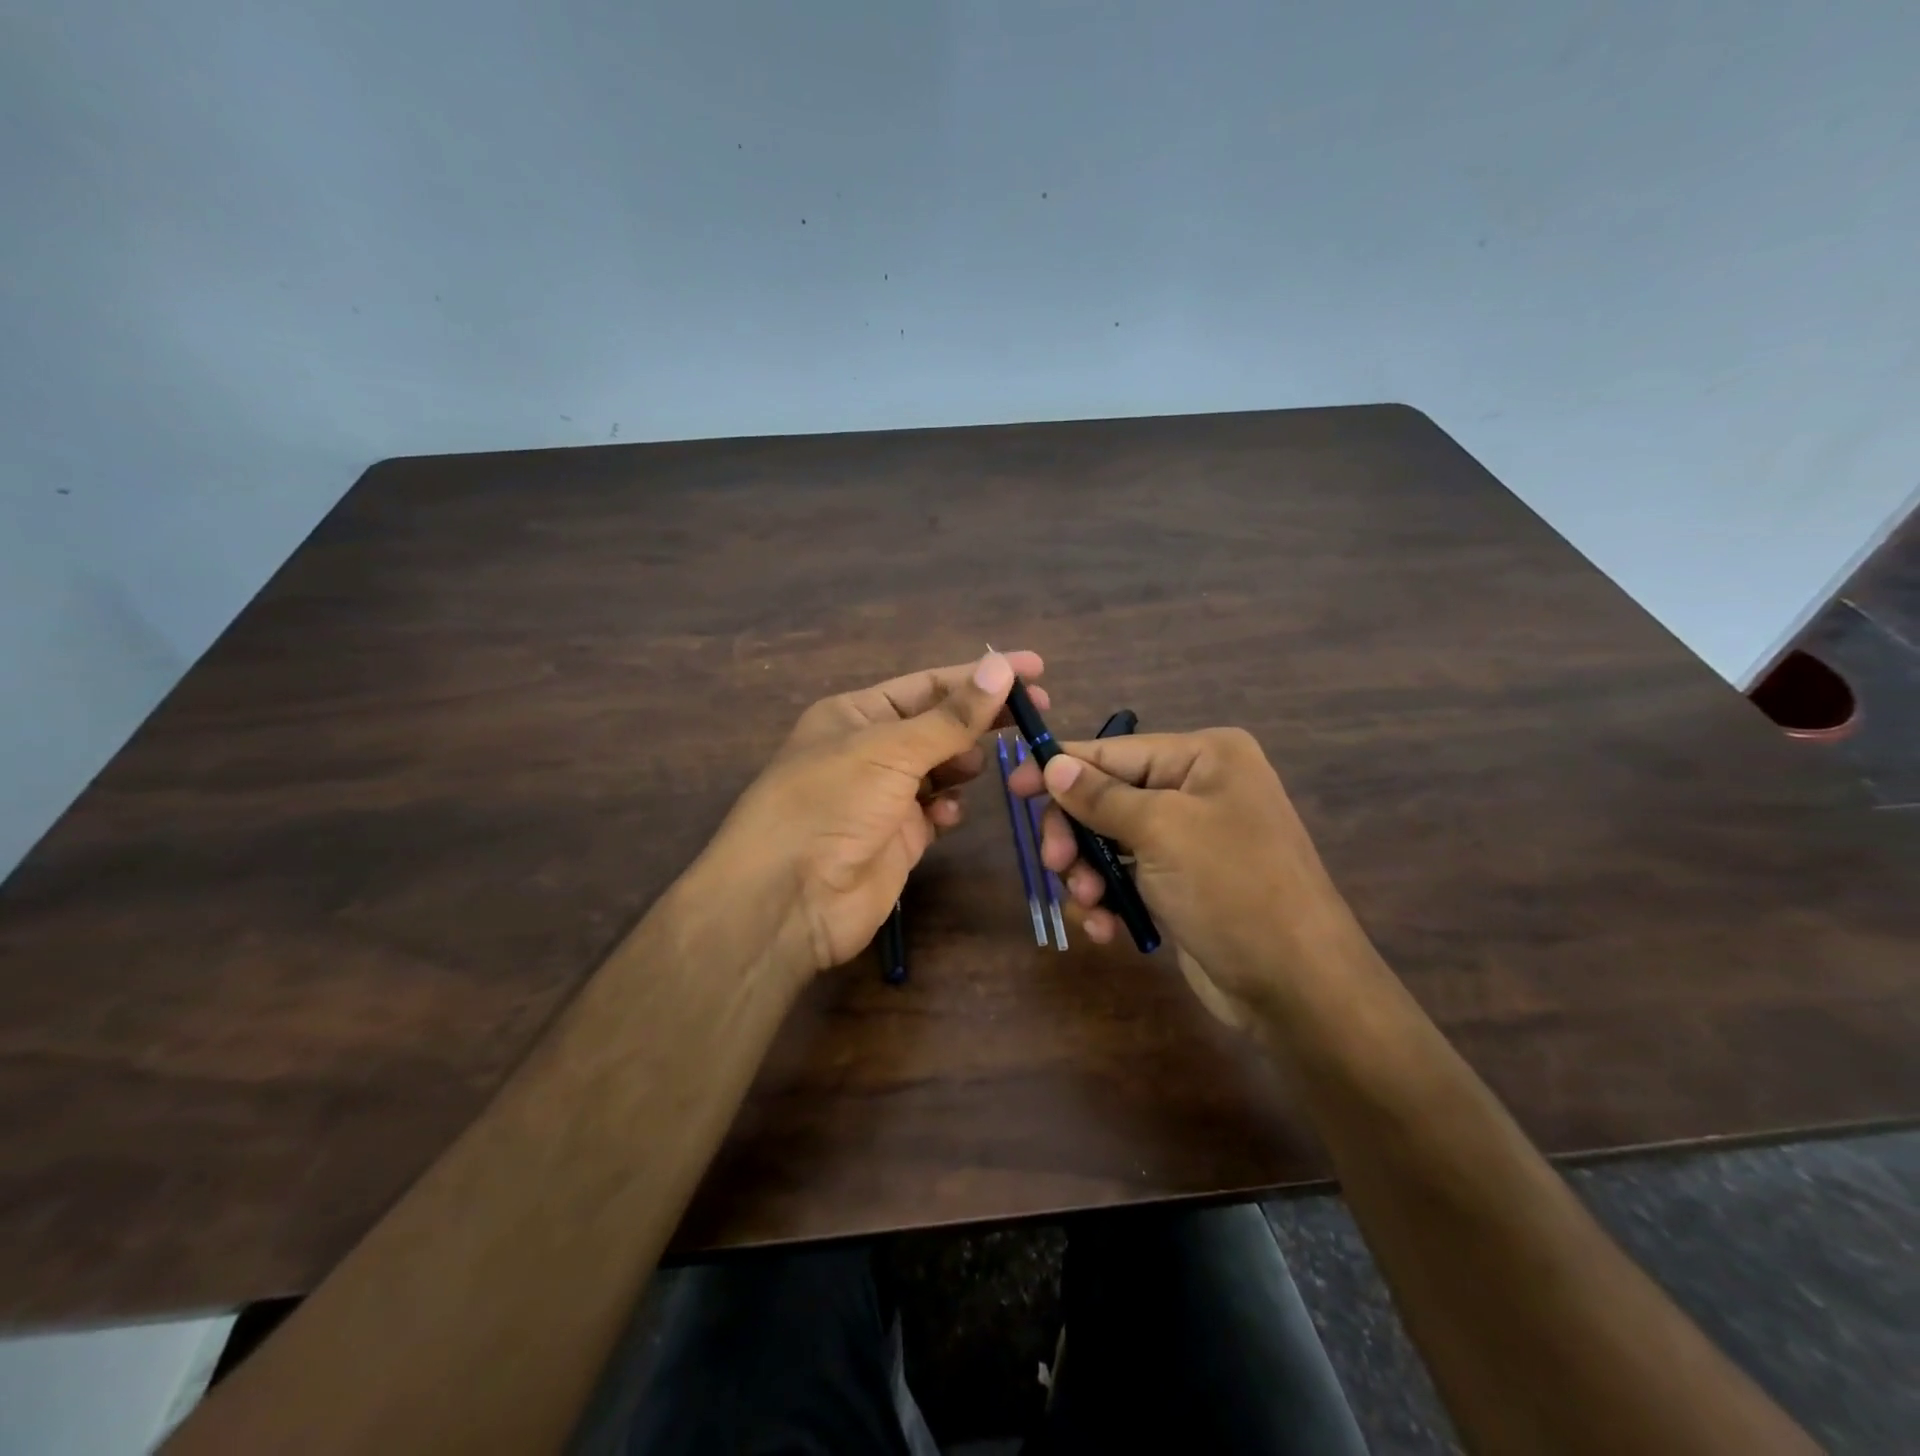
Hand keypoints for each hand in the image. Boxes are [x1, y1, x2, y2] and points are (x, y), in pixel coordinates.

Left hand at [690, 650, 1047, 984]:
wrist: (790, 898)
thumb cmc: (832, 803)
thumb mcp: (891, 749)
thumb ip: (952, 716)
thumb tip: (1001, 667)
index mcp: (857, 714)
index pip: (930, 684)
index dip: (980, 675)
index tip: (1033, 669)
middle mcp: (870, 749)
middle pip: (939, 724)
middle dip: (982, 719)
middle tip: (1036, 714)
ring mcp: (884, 796)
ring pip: (941, 768)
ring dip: (964, 763)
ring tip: (986, 764)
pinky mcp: (898, 838)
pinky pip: (935, 811)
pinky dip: (948, 808)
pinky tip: (949, 814)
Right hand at [1008, 727, 1368, 1029]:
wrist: (1297, 986)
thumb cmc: (1232, 889)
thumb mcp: (1161, 832)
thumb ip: (1100, 796)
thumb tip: (1053, 763)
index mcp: (1204, 757)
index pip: (1112, 751)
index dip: (1059, 768)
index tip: (1013, 788)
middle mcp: (1198, 788)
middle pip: (1106, 797)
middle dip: (1077, 835)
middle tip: (1057, 866)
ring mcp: (1190, 838)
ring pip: (1109, 841)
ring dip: (1089, 873)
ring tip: (1090, 905)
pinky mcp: (1183, 882)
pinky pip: (1127, 876)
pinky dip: (1110, 900)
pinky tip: (1106, 930)